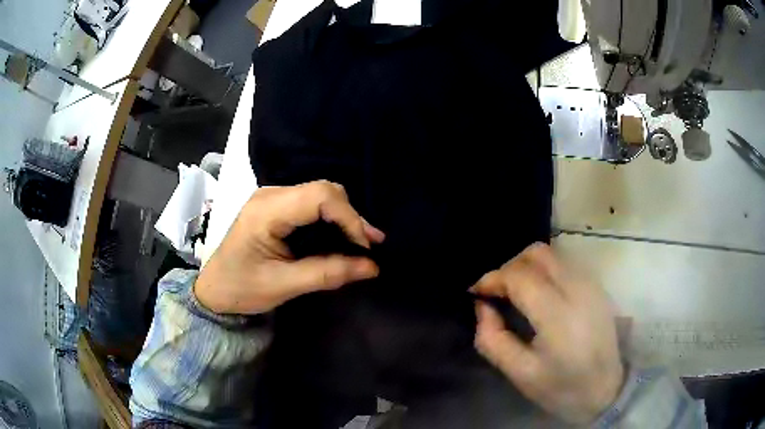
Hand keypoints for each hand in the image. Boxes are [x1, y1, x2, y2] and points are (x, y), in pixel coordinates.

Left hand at [195, 180, 384, 314]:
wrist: (215, 290)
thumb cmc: (242, 288)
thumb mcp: (283, 285)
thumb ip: (327, 274)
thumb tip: (372, 267)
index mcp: (266, 211)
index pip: (320, 197)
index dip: (349, 217)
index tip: (365, 247)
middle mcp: (271, 195)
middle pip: (323, 190)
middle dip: (350, 216)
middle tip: (369, 246)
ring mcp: (273, 197)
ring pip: (321, 194)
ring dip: (344, 217)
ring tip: (361, 243)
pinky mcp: (277, 206)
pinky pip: (312, 203)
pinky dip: (332, 219)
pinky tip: (341, 237)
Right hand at [472, 243, 623, 423]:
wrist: (607, 389)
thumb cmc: (561, 387)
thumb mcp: (519, 373)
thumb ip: (493, 339)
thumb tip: (482, 306)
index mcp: (558, 316)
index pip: (519, 277)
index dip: (492, 279)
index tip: (476, 293)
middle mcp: (577, 290)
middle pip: (537, 254)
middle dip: (510, 266)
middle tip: (497, 292)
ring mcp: (590, 285)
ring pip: (552, 254)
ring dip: (527, 266)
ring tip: (515, 292)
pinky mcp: (596, 287)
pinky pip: (564, 264)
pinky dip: (544, 270)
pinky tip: (538, 294)